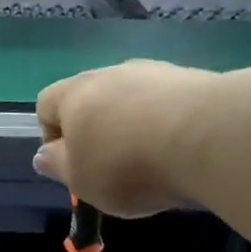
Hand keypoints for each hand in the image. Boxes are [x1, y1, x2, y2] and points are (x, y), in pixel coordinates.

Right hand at [33, 59, 222, 217]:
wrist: (207, 137)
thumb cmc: (125, 164)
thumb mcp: (79, 179)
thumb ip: (57, 166)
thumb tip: (43, 155)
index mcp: (74, 95)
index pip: (45, 104)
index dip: (49, 135)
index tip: (68, 167)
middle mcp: (111, 73)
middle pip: (90, 101)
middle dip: (94, 133)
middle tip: (108, 171)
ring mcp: (154, 72)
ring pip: (130, 101)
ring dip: (131, 128)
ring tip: (148, 164)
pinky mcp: (191, 80)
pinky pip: (165, 105)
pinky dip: (163, 126)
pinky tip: (176, 152)